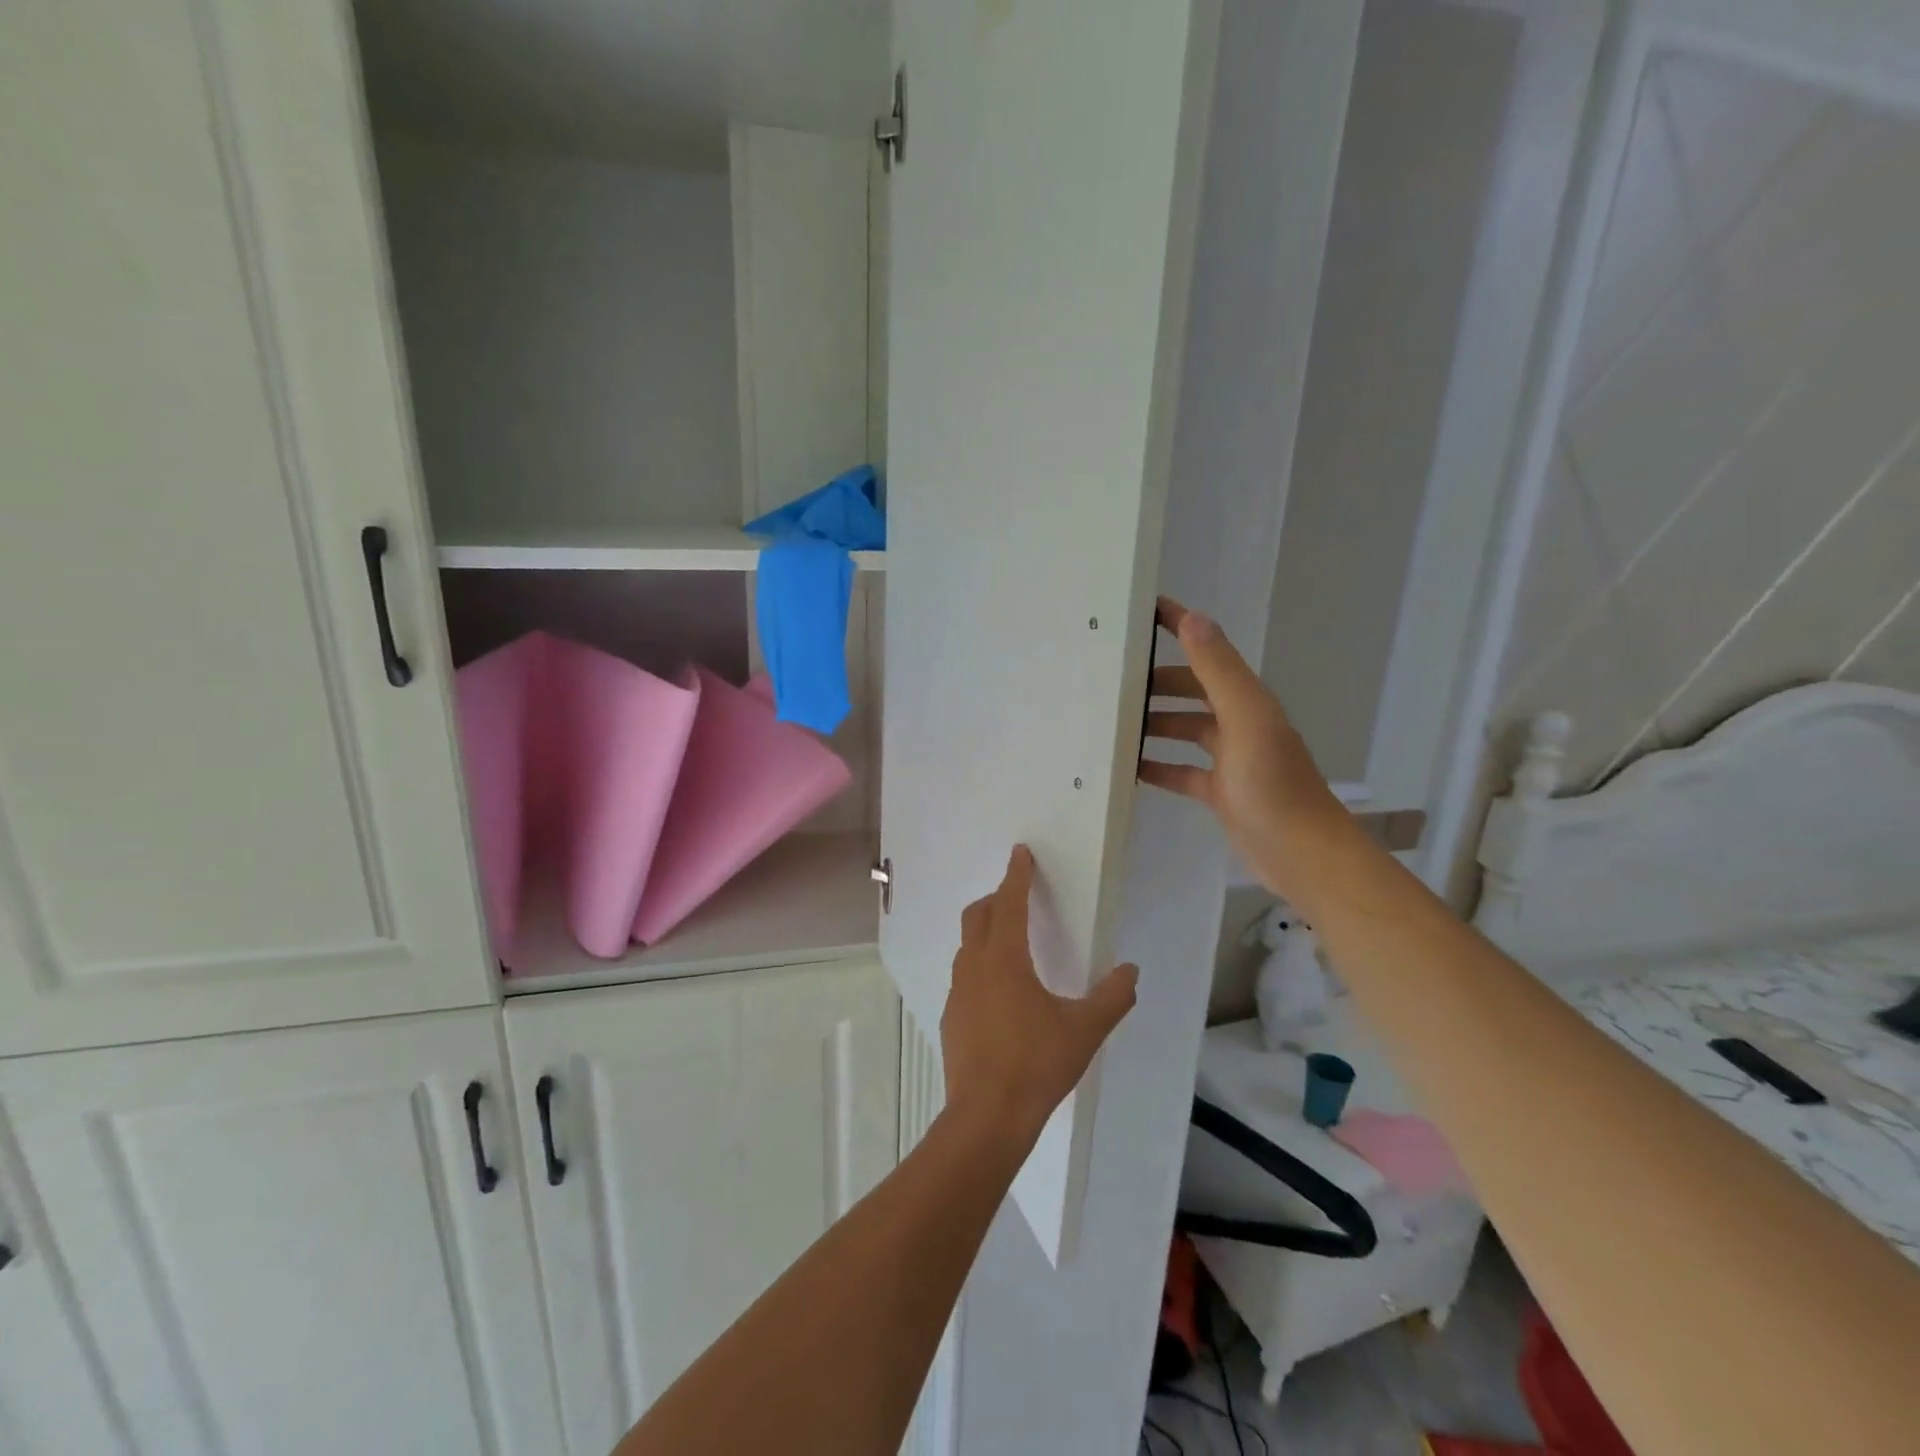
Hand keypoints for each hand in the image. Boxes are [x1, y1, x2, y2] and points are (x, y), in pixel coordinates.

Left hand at [941, 846, 1138, 1144]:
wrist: (986, 1116)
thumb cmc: (1036, 1064)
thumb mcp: (1084, 1030)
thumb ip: (1112, 997)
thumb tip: (1130, 971)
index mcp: (1004, 958)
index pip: (1009, 903)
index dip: (1016, 875)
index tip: (1020, 853)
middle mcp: (975, 966)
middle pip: (978, 915)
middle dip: (997, 898)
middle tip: (1018, 896)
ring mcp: (958, 992)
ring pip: (967, 945)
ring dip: (986, 931)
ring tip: (1011, 942)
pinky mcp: (952, 1016)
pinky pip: (965, 975)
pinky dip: (981, 964)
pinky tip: (1000, 992)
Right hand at [1138, 597, 1349, 899]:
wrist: (1300, 854)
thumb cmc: (1272, 784)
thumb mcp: (1245, 720)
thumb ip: (1218, 671)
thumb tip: (1192, 617)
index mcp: (1247, 700)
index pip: (1208, 652)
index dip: (1181, 629)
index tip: (1143, 613)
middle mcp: (1239, 723)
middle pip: (1193, 690)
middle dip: (1158, 681)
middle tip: (1114, 679)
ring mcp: (1230, 759)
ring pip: (1185, 730)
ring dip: (1154, 722)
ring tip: (1113, 722)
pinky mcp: (1220, 792)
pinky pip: (1182, 771)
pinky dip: (1158, 766)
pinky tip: (1129, 769)